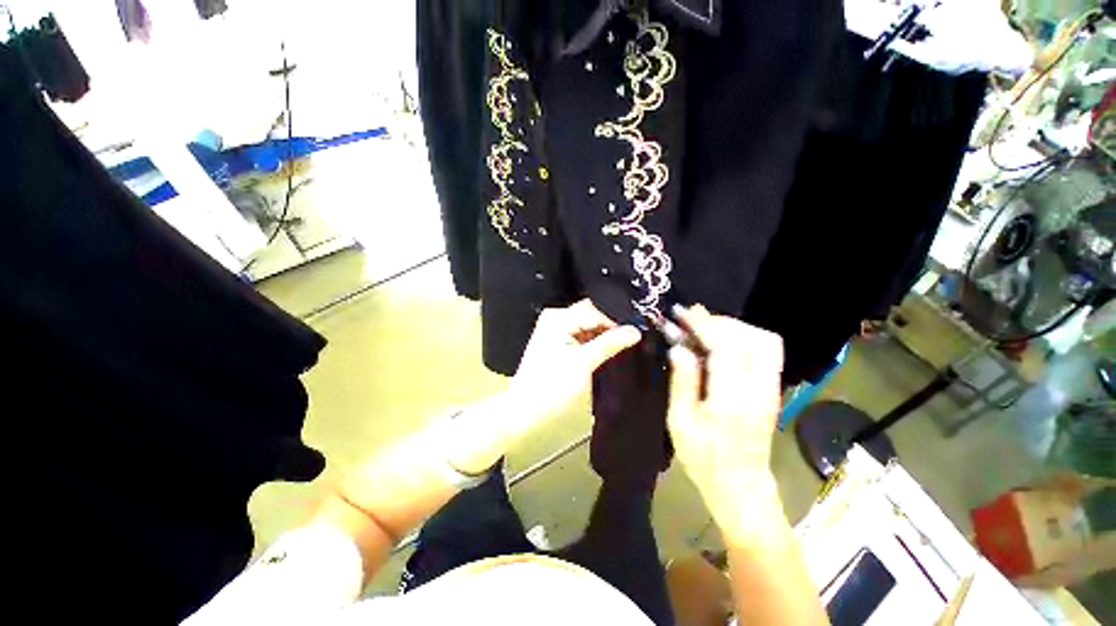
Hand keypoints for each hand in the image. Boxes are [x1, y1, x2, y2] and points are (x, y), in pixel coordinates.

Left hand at [449, 300, 640, 473]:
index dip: (617, 320)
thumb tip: (635, 331)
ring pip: (588, 326)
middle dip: (612, 326)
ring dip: (604, 335)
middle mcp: (556, 318)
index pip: (596, 310)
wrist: (527, 410)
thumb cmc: (553, 386)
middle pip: (592, 315)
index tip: (638, 331)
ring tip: (625, 344)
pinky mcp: (558, 343)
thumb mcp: (584, 362)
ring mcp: (556, 330)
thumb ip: (609, 343)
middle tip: (635, 336)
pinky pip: (581, 336)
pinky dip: (595, 342)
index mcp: (559, 317)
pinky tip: (608, 350)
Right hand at [667, 305, 784, 519]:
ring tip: (704, 329)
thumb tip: (678, 347)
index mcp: (731, 399)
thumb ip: (682, 381)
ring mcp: (771, 389)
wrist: (740, 486)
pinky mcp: (773, 390)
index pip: (726, 347)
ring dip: (734, 327)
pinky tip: (719, 342)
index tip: (682, 313)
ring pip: (765, 341)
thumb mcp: (680, 421)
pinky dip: (743, 337)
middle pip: (753, 337)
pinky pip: (765, 351)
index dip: (704, 324)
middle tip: (691, 320)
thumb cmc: (702, 457)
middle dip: (720, 321)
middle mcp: (759, 389)